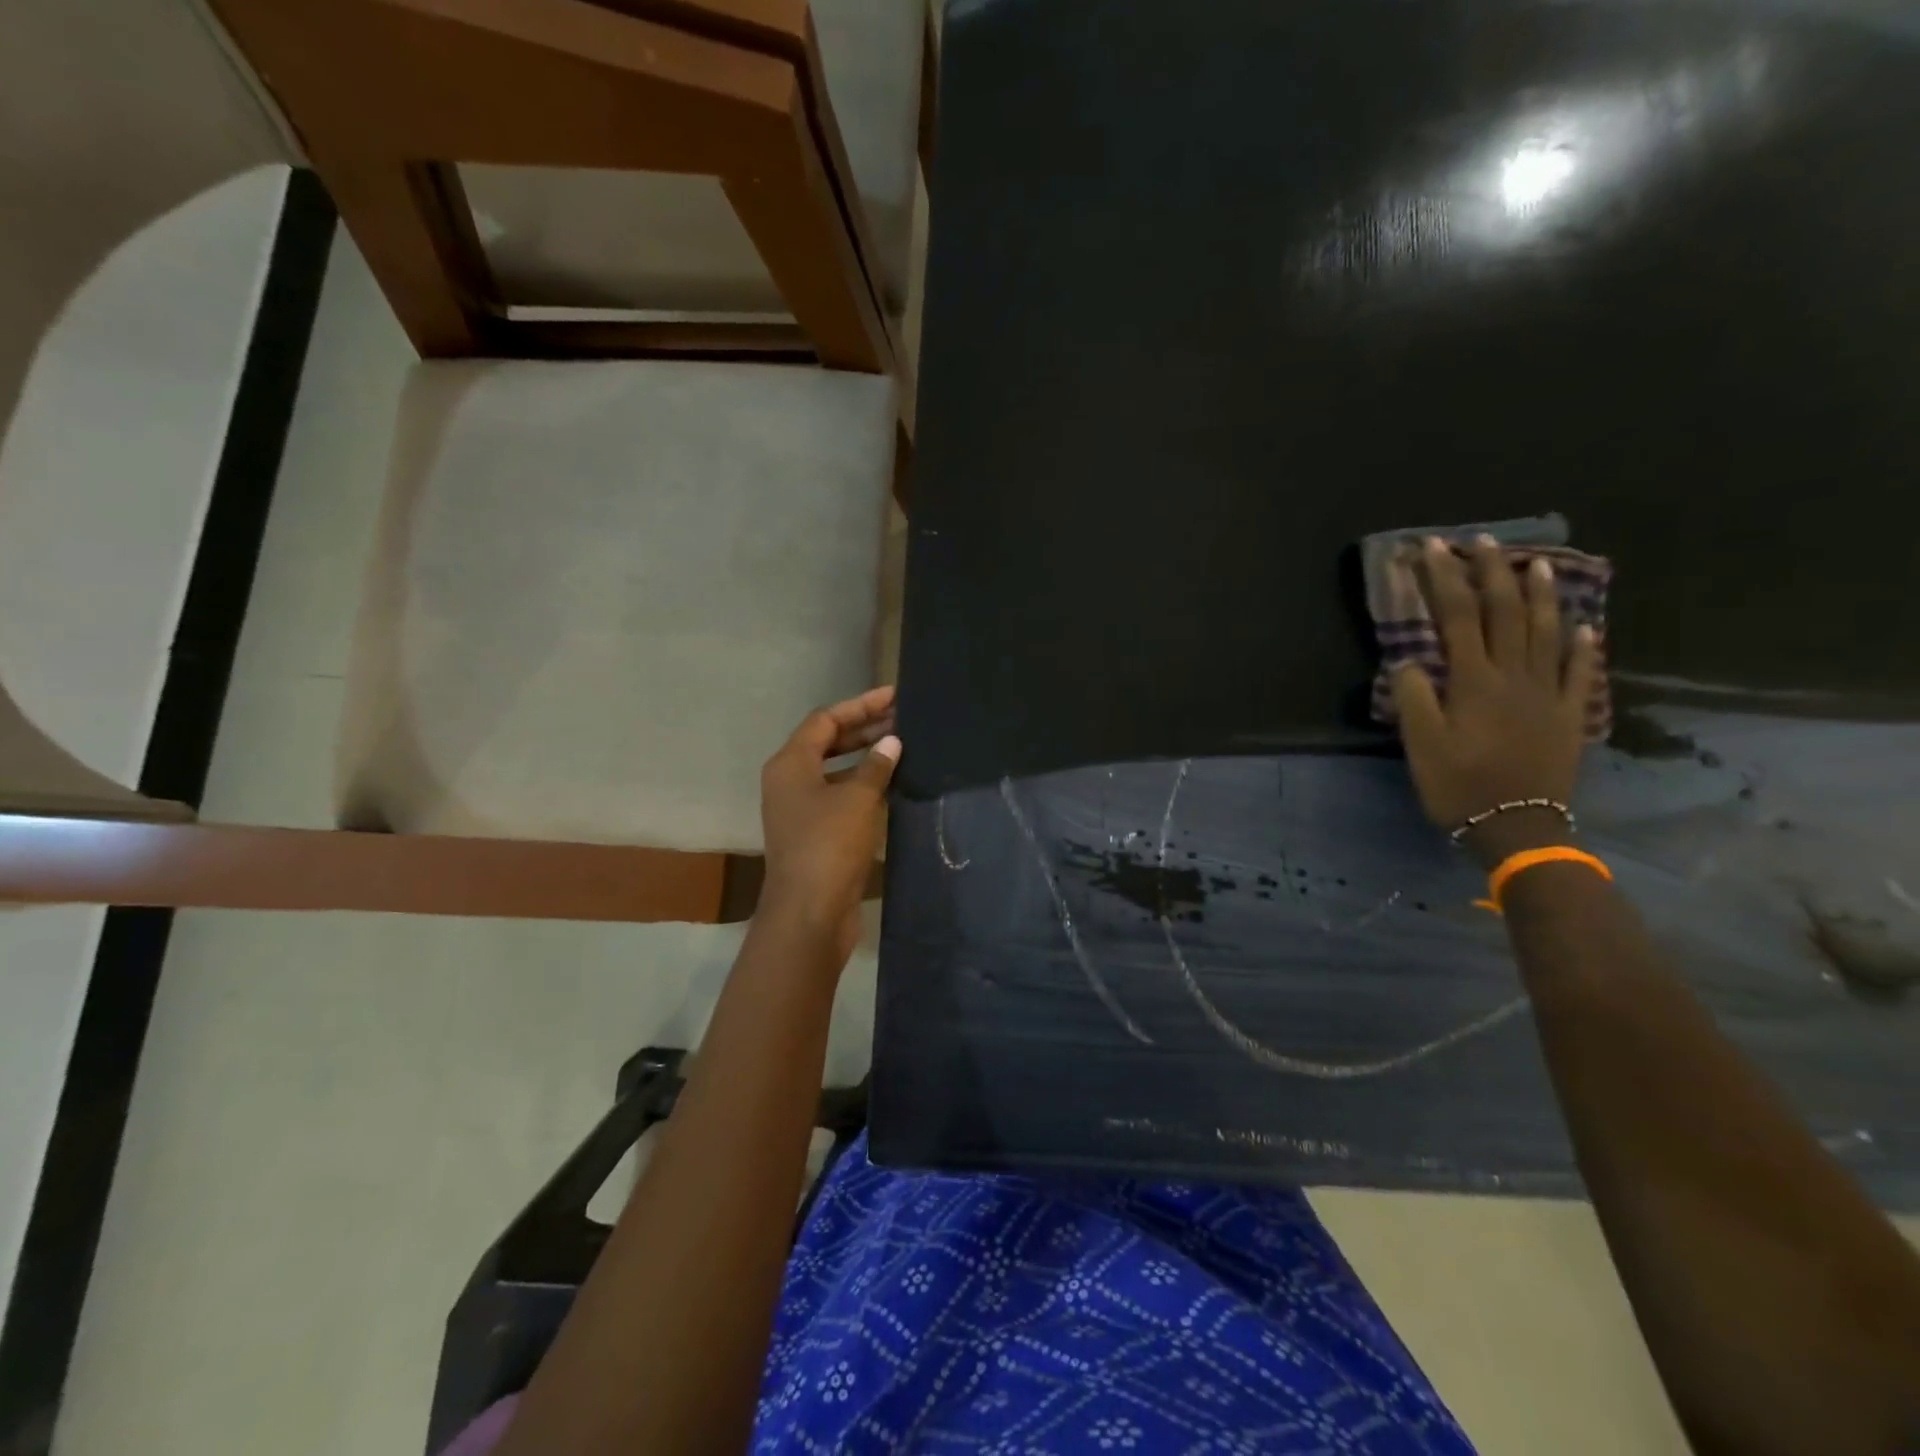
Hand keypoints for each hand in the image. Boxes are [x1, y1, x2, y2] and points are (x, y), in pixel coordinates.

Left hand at [757, 686, 900, 959]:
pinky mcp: (814, 834)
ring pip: (835, 770)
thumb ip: (876, 766)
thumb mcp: (857, 799)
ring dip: (866, 757)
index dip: (860, 705)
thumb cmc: (829, 845)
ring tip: (903, 747)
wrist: (809, 913)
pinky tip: (892, 785)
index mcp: (790, 764)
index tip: (894, 697)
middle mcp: (789, 781)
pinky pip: (839, 796)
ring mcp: (800, 809)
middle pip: (828, 742)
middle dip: (864, 729)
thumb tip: (891, 742)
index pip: (825, 720)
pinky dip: (863, 785)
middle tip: (903, 719)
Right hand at [1391, 536, 1599, 866]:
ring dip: (1540, 595)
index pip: (1458, 617)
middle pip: (1506, 613)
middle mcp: (1515, 677)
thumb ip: (1414, 697)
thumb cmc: (1458, 786)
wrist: (1517, 828)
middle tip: (1482, 540)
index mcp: (1475, 681)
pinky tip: (1585, 625)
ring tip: (1536, 563)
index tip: (1432, 548)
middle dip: (1491, 572)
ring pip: (1547, 632)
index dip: (1444, 579)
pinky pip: (1581, 673)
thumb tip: (1408, 659)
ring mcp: (1549, 693)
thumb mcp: (1421, 744)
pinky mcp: (1570, 715)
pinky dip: (1583, 646)